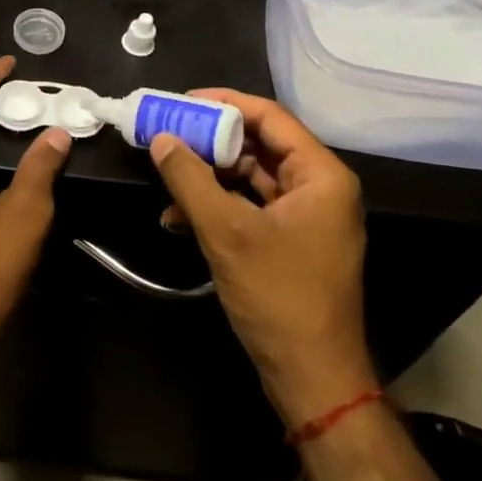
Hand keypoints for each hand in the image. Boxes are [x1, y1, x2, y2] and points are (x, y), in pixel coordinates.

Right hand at [150, 89, 374, 425]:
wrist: (312, 379)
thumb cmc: (278, 296)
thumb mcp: (226, 232)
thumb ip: (190, 178)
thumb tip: (161, 138)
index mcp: (320, 176)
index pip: (270, 117)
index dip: (224, 103)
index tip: (181, 101)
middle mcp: (319, 188)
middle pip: (259, 144)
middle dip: (210, 141)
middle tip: (167, 133)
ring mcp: (306, 217)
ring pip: (251, 177)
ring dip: (207, 177)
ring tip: (165, 177)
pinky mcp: (291, 242)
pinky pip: (250, 207)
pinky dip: (216, 206)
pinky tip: (177, 219)